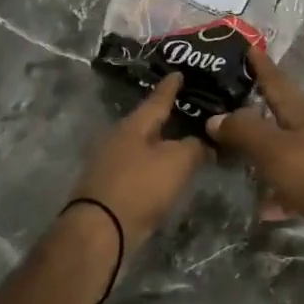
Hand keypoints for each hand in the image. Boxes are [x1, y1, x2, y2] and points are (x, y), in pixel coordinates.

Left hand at [69, 74, 208, 249]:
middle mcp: (117, 138)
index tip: (178, 73)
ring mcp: (108, 163)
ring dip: (159, 144)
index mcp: (133, 125)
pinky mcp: (106, 186)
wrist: (99, 231)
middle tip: (187, 110)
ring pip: (140, 146)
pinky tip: (163, 171)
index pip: (157, 99)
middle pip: (146, 123)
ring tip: (180, 142)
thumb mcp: (177, 162)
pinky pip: (135, 167)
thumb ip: (195, 147)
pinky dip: (151, 166)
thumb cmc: (140, 187)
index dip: (171, 87)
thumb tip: (204, 142)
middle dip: (165, 117)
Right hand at [206, 50, 303, 253]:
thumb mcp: (276, 150)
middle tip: (223, 100)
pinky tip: (258, 206)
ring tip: (229, 152)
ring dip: (259, 151)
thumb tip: (214, 117)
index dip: (262, 65)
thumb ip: (245, 132)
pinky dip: (273, 193)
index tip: (248, 46)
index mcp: (302, 117)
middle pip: (278, 115)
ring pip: (280, 152)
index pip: (278, 83)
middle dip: (254, 106)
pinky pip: (288, 188)